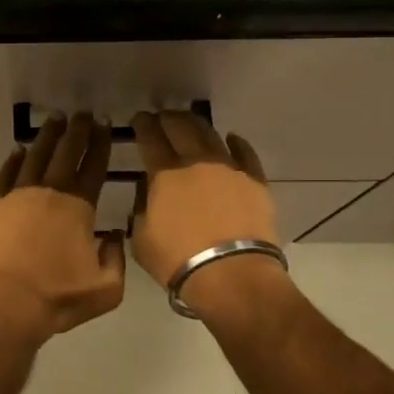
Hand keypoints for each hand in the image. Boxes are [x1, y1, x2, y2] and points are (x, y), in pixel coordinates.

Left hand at [0, 114, 125, 342]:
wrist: (6, 305)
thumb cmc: (58, 298)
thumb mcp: (106, 288)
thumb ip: (117, 259)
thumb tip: (114, 235)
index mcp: (79, 207)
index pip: (94, 166)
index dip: (100, 143)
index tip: (103, 123)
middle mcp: (49, 192)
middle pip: (66, 153)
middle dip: (76, 130)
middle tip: (81, 113)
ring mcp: (18, 196)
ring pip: (35, 156)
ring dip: (47, 137)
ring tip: (55, 120)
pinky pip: (5, 175)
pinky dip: (13, 160)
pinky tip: (18, 150)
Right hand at [131, 111, 287, 322]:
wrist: (232, 275)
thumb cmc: (178, 261)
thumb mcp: (141, 238)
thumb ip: (141, 208)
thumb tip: (146, 191)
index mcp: (164, 174)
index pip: (150, 138)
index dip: (142, 125)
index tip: (139, 119)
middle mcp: (196, 161)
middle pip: (181, 127)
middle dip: (168, 118)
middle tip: (162, 118)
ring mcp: (229, 168)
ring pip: (211, 134)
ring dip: (197, 125)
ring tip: (190, 123)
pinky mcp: (255, 181)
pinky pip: (245, 153)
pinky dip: (235, 143)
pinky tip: (231, 139)